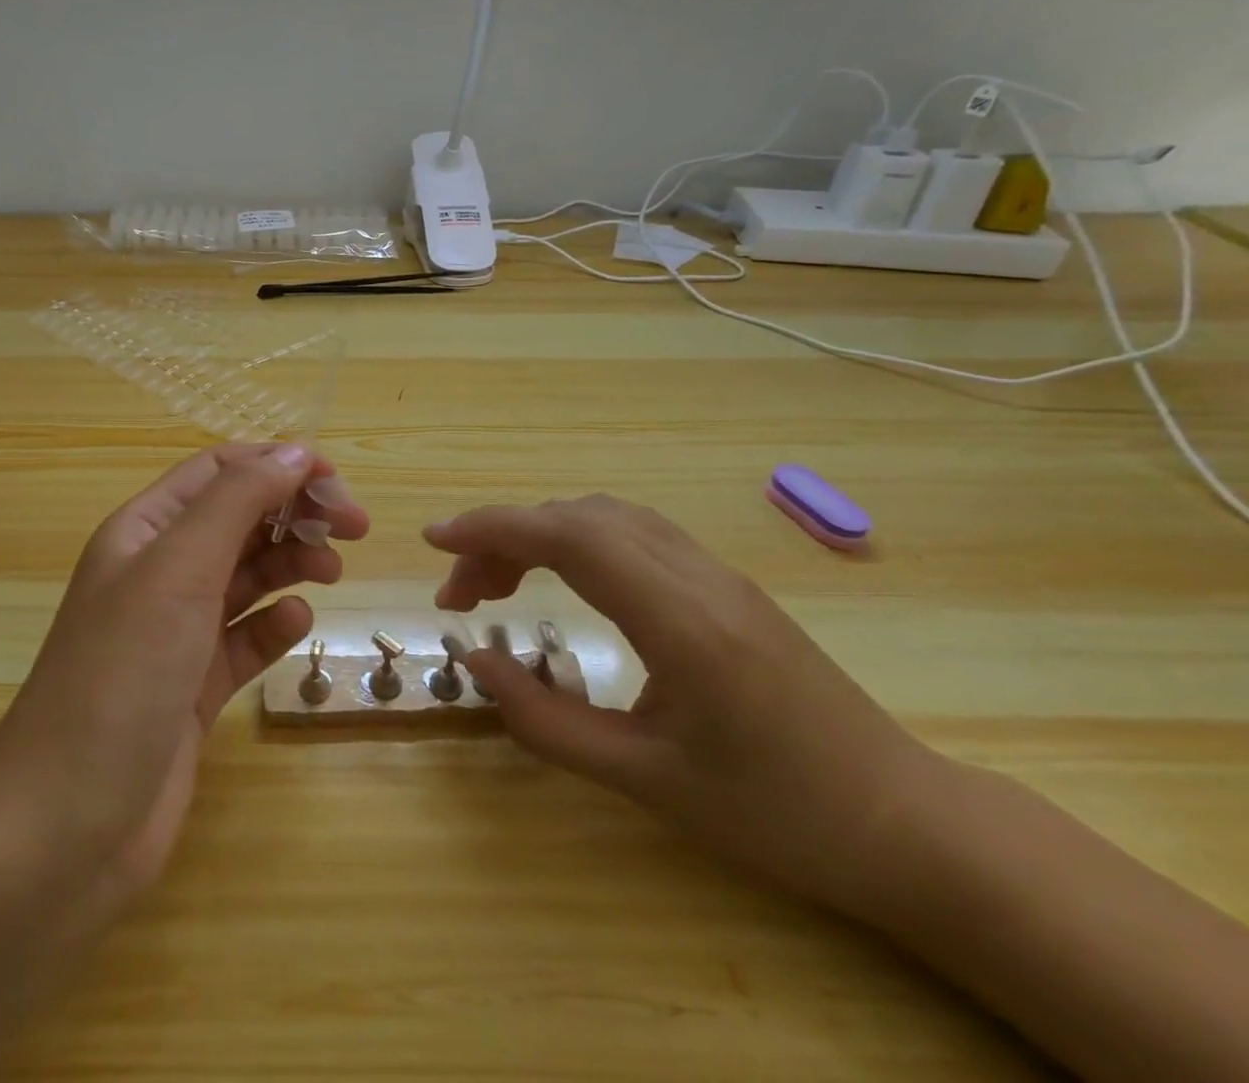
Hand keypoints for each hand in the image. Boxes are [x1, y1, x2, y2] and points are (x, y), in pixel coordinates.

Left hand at [0, 444, 368, 920]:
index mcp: (143, 532)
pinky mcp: (193, 688)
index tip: (336, 484)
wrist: (64, 830)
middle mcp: (158, 574)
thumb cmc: (121, 676)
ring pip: (246, 576)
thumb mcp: (178, 570)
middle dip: (294, 513)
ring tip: (332, 573)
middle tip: (354, 529)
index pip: (219, 472)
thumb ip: (236, 502)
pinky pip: (244, 637)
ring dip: (290, 563)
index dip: (277, 465)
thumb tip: (292, 452)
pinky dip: (273, 623)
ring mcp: (175, 633)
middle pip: (238, 519)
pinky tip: (294, 623)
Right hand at [427, 495, 940, 917]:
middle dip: (503, 537)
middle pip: (578, 518)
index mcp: (681, 621)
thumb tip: (478, 663)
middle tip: (461, 594)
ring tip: (500, 585)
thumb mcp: (648, 782)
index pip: (569, 536)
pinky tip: (563, 582)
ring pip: (606, 518)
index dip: (492, 526)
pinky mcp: (726, 585)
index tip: (434, 540)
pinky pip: (633, 534)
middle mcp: (698, 577)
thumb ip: (547, 721)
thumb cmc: (778, 816)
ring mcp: (717, 573)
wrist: (907, 824)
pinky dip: (576, 541)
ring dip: (540, 535)